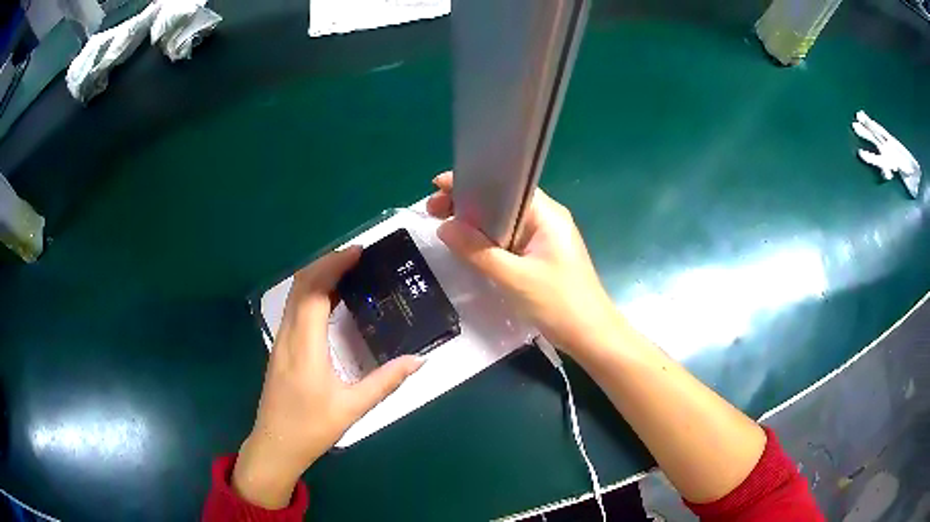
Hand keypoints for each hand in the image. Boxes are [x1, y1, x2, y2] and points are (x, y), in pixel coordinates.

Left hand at [232, 248, 422, 508]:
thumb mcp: (352, 407)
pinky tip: (330, 301)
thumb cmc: (311, 428)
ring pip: (294, 295)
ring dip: (318, 276)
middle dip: (326, 263)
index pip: (313, 292)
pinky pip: (293, 308)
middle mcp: (287, 336)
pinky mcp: (280, 348)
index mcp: (304, 346)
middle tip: (357, 257)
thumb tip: (418, 360)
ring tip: (347, 271)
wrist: (275, 445)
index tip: (358, 253)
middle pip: (300, 285)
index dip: (333, 266)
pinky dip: (311, 293)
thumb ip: (385, 382)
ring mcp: (280, 341)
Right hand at [426, 172, 621, 357]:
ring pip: (504, 223)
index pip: (505, 186)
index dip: (471, 183)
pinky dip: (488, 241)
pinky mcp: (542, 257)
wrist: (592, 337)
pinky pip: (509, 241)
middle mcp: (546, 220)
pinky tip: (468, 246)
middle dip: (468, 204)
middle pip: (502, 202)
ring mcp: (545, 239)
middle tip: (432, 212)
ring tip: (443, 226)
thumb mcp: (515, 278)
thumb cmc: (560, 304)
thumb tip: (443, 228)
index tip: (437, 187)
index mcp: (546, 215)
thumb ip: (478, 252)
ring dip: (476, 224)